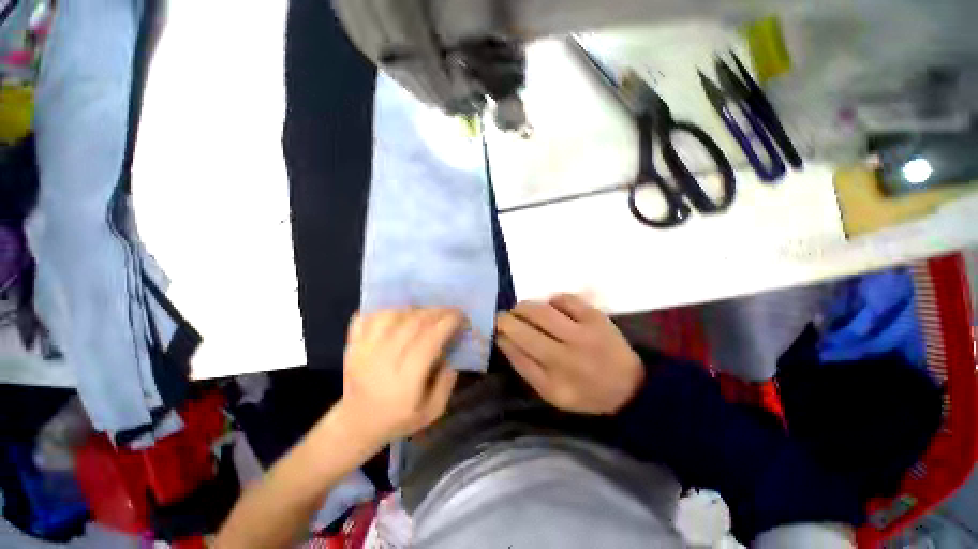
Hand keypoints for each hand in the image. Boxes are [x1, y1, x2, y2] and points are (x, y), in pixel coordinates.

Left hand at [336, 308, 461, 447]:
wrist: (356, 424)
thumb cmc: (397, 419)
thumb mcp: (432, 411)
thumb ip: (446, 383)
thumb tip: (452, 353)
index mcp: (405, 381)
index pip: (429, 340)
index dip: (447, 323)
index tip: (461, 317)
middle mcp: (383, 361)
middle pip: (412, 323)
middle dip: (436, 312)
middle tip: (449, 311)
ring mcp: (363, 351)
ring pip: (390, 316)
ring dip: (413, 309)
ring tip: (425, 314)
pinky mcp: (352, 345)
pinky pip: (367, 317)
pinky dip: (385, 310)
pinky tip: (398, 315)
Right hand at [496, 294, 643, 414]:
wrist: (629, 386)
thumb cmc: (585, 392)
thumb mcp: (551, 393)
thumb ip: (525, 367)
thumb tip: (505, 339)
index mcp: (554, 381)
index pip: (518, 352)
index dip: (503, 337)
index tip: (497, 330)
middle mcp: (567, 356)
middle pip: (526, 328)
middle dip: (507, 319)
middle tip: (504, 317)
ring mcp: (583, 334)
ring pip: (542, 310)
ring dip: (525, 307)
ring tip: (522, 310)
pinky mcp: (595, 317)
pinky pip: (565, 299)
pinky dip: (552, 300)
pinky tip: (551, 308)